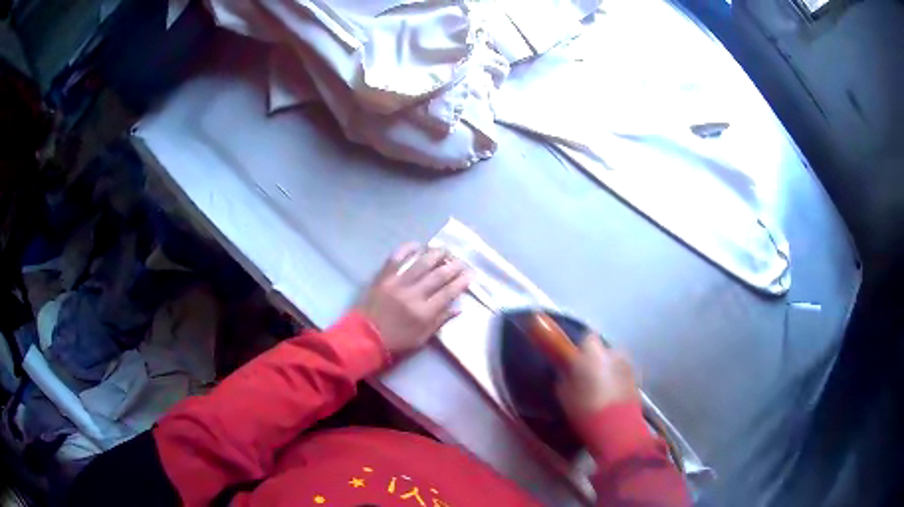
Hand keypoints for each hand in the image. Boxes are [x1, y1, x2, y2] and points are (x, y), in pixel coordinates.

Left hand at [356, 243, 470, 354]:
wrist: (364, 338)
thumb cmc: (396, 342)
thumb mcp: (421, 339)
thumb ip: (440, 322)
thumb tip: (458, 308)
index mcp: (423, 313)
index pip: (448, 293)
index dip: (461, 282)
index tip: (470, 274)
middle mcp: (413, 295)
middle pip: (438, 275)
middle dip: (453, 266)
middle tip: (461, 260)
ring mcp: (397, 283)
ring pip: (421, 263)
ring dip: (435, 254)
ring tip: (445, 250)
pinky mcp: (383, 277)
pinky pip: (396, 258)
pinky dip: (407, 249)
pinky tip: (417, 244)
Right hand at [556, 336, 639, 417]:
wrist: (614, 425)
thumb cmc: (584, 407)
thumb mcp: (564, 392)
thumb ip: (566, 376)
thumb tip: (567, 372)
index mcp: (593, 352)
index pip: (587, 338)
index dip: (581, 348)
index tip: (575, 360)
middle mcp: (613, 352)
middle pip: (603, 350)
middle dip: (597, 359)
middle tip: (587, 375)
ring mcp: (628, 365)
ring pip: (615, 361)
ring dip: (609, 369)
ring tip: (600, 387)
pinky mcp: (636, 379)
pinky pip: (623, 373)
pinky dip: (617, 379)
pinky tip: (610, 394)